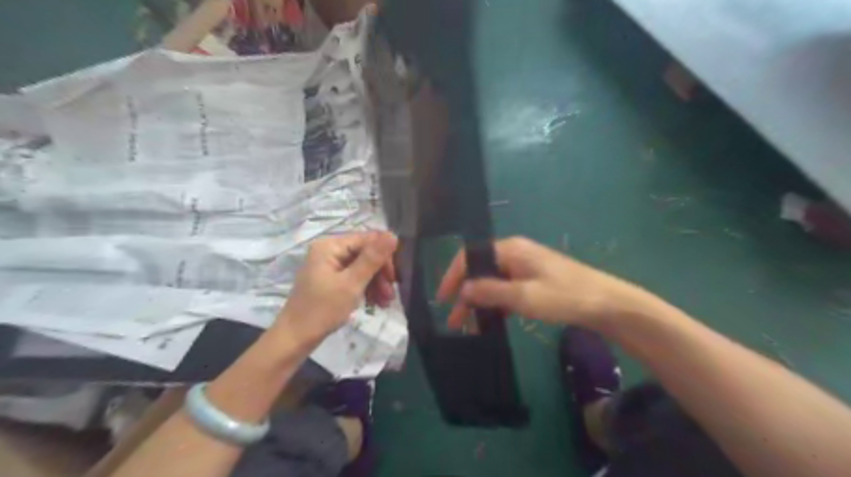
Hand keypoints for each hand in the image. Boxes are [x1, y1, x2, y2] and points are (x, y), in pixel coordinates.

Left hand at [279, 230, 401, 346]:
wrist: (295, 338)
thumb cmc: (323, 309)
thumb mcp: (352, 283)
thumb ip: (373, 258)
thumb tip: (393, 234)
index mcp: (331, 245)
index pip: (368, 240)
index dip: (385, 256)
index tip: (394, 278)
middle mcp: (329, 250)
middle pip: (366, 253)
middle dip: (381, 273)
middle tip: (390, 295)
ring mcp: (329, 265)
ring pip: (363, 266)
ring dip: (376, 283)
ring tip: (385, 303)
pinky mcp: (330, 279)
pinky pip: (354, 276)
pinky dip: (366, 288)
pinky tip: (375, 303)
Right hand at [439, 235, 652, 331]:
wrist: (607, 304)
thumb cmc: (564, 296)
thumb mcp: (524, 296)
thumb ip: (490, 291)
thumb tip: (463, 290)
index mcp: (510, 249)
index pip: (470, 257)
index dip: (453, 277)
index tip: (443, 300)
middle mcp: (514, 253)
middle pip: (480, 271)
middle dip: (465, 295)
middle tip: (454, 322)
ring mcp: (525, 266)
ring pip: (492, 282)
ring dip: (479, 302)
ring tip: (469, 326)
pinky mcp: (534, 280)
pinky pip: (506, 289)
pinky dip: (496, 304)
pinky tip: (491, 321)